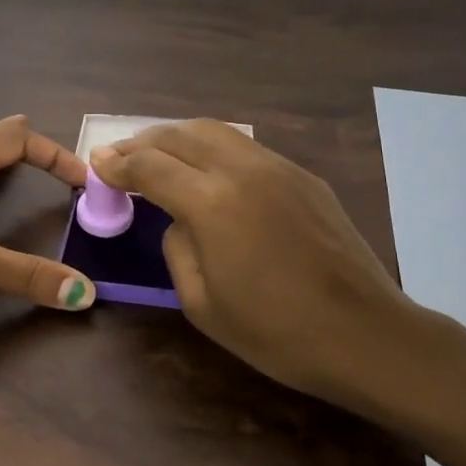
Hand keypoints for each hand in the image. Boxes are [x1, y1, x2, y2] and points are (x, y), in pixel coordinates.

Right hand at [90, 121, 465, 427]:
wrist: (367, 334)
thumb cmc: (278, 333)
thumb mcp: (202, 304)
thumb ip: (177, 247)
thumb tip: (178, 219)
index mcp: (211, 203)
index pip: (150, 166)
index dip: (118, 164)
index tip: (98, 165)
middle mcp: (242, 170)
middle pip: (180, 135)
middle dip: (143, 142)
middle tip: (121, 157)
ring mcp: (278, 167)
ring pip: (215, 130)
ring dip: (178, 137)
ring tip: (160, 155)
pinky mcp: (303, 175)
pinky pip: (245, 147)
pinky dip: (213, 148)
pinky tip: (208, 170)